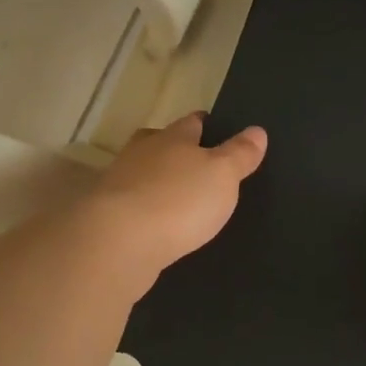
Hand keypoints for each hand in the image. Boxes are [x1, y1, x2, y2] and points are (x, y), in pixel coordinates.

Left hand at [84, 114, 267, 282]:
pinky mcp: (108, 216)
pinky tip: (158, 225)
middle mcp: (141, 154)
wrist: (119, 242)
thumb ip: (239, 154)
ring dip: (158, 183)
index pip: (191, 123)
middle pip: (160, 144)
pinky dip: (146, 211)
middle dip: (175, 150)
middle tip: (195, 163)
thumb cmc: (178, 200)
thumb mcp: (222, 175)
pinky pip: (134, 206)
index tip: (215, 128)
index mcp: (172, 138)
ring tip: (178, 198)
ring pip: (143, 175)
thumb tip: (257, 130)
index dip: (205, 125)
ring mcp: (119, 184)